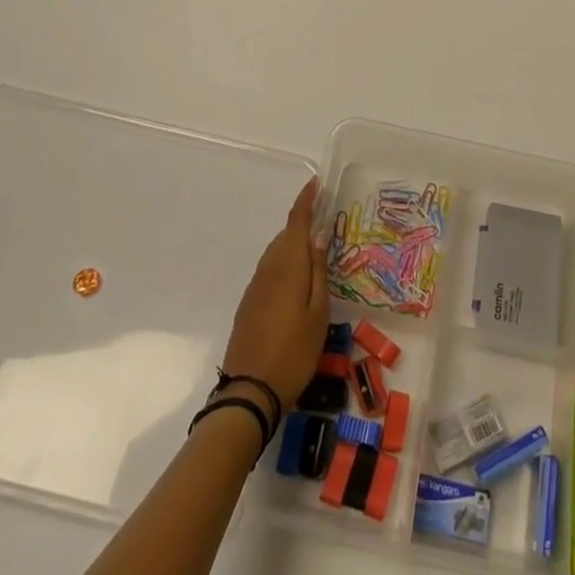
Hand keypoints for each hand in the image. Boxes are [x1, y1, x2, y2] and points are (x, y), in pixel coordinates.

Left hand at [221, 177, 329, 411]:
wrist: (250, 391)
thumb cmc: (294, 351)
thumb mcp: (318, 312)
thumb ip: (318, 271)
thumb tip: (318, 235)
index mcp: (287, 266)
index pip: (296, 222)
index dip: (306, 200)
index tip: (316, 183)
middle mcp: (268, 269)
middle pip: (286, 236)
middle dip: (303, 224)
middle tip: (325, 221)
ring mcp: (255, 287)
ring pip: (277, 254)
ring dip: (293, 246)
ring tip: (314, 252)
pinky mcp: (249, 304)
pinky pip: (270, 271)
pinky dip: (284, 265)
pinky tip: (296, 282)